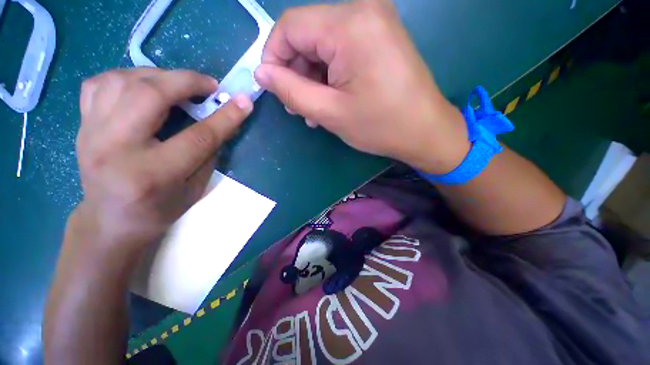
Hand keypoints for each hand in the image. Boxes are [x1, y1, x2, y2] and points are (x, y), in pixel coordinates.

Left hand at [73, 68, 252, 256]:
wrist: (109, 221)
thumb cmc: (159, 210)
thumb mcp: (196, 188)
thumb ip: (210, 153)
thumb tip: (224, 120)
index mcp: (153, 173)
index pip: (198, 137)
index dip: (225, 117)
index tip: (243, 101)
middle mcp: (116, 148)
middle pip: (150, 95)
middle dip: (187, 81)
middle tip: (209, 85)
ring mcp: (92, 133)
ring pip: (122, 80)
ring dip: (158, 75)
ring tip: (178, 85)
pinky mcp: (82, 125)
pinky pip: (99, 84)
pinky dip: (126, 77)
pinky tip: (144, 87)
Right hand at [255, 0, 469, 174]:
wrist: (425, 131)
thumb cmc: (380, 126)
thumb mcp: (329, 112)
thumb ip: (290, 90)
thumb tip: (261, 73)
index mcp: (349, 24)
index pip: (289, 26)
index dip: (274, 57)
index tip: (275, 88)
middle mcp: (363, 9)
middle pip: (307, 34)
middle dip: (296, 72)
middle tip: (298, 107)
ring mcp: (375, 22)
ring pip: (323, 45)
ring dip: (313, 77)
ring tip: (314, 110)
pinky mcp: (380, 37)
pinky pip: (341, 50)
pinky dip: (330, 74)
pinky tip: (331, 100)